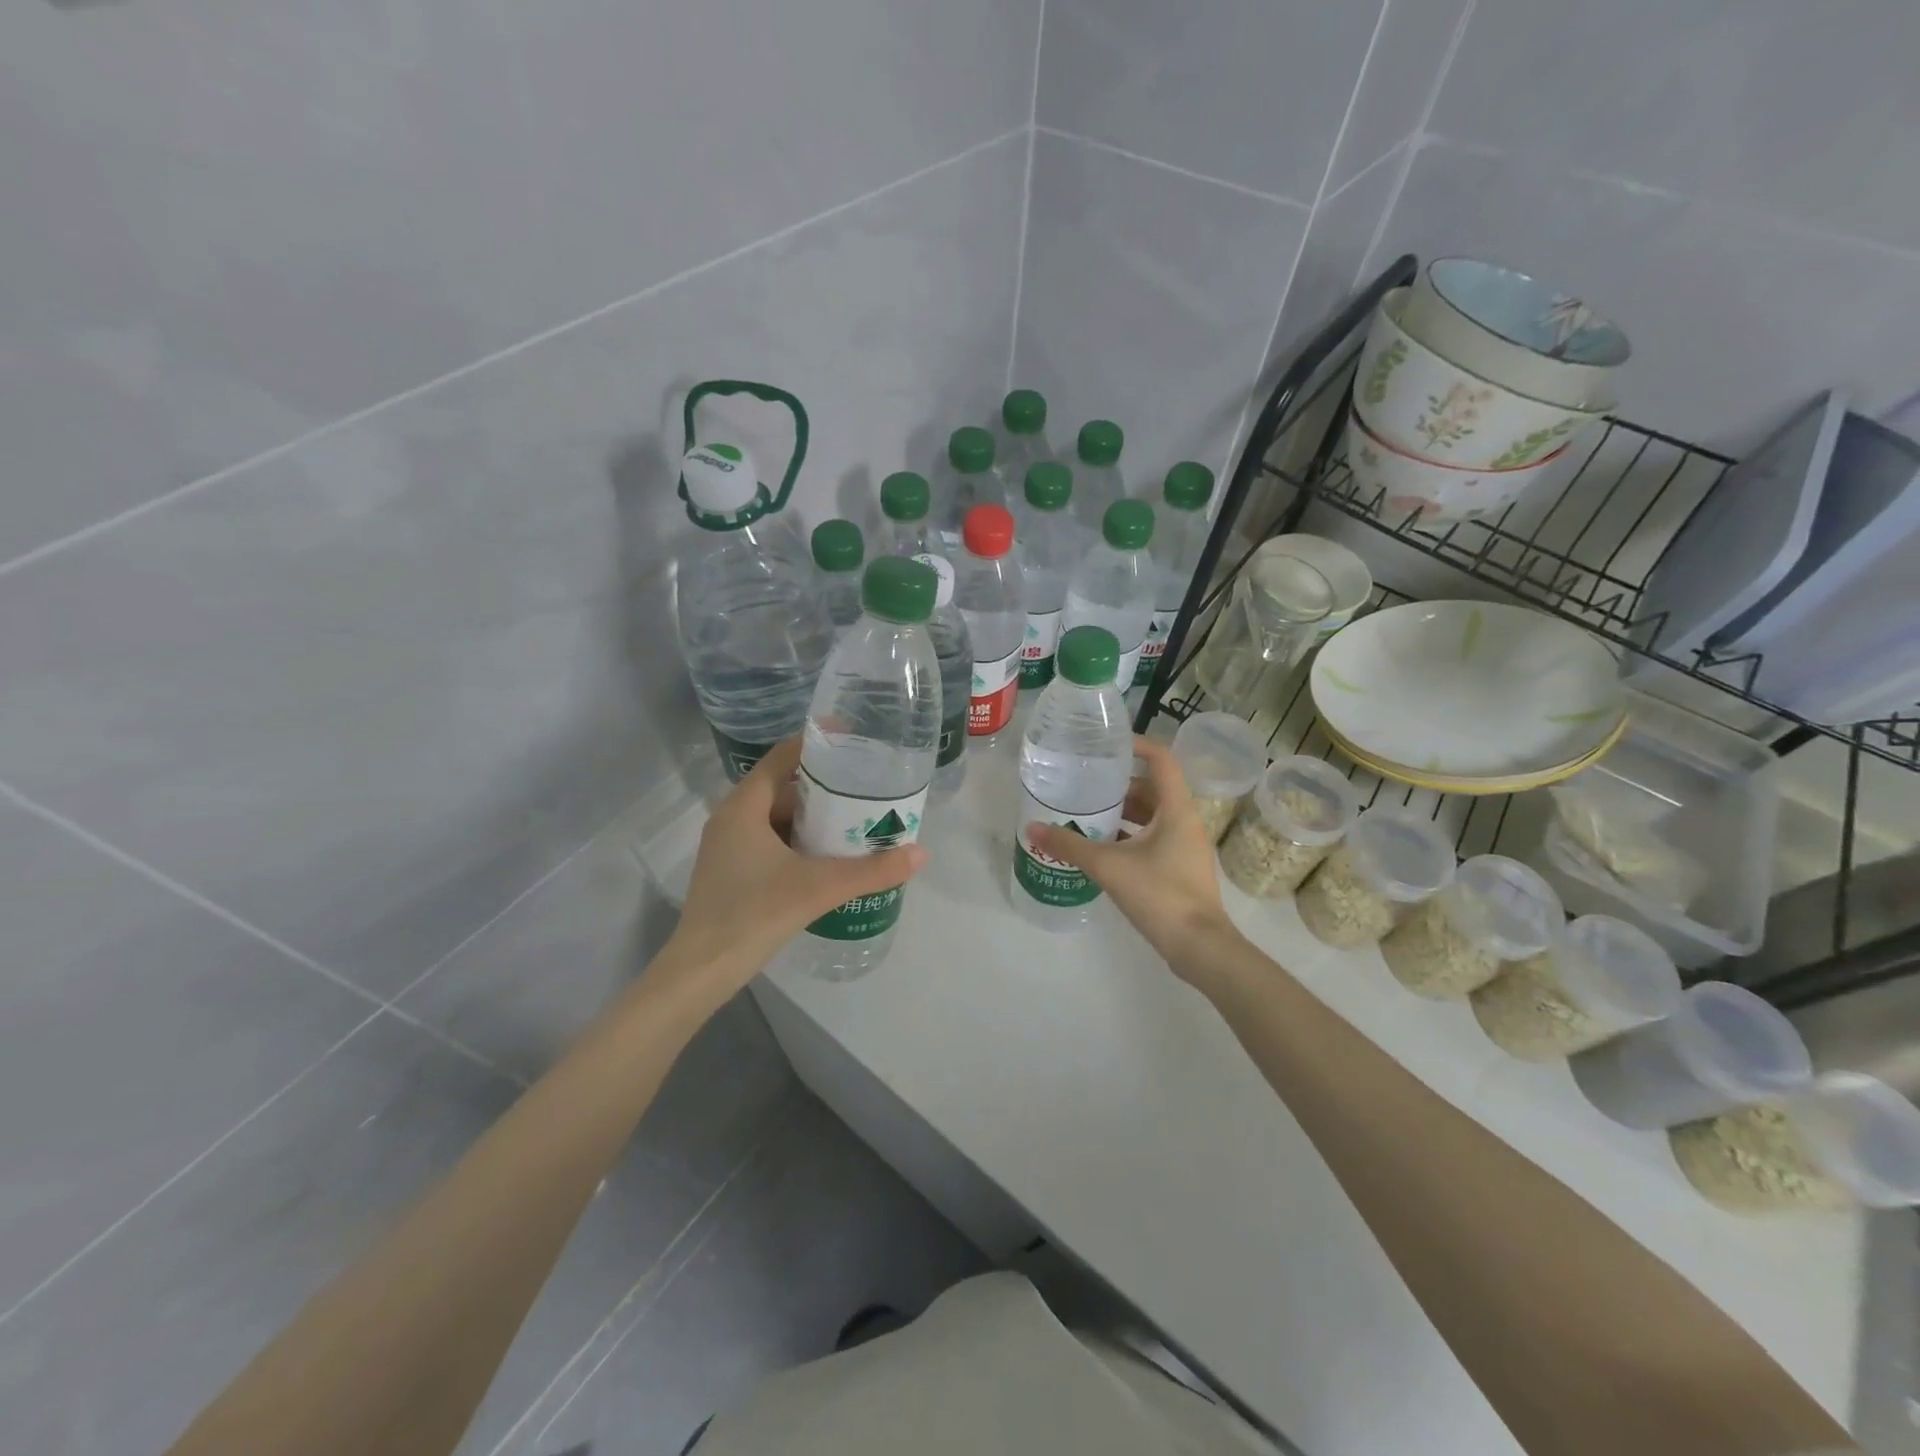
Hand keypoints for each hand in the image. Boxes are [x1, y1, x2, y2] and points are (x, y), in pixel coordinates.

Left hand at [668, 738, 928, 991]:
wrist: (701, 971)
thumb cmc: (754, 914)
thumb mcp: (819, 888)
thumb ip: (871, 870)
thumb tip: (920, 854)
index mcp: (745, 806)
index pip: (783, 757)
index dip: (817, 745)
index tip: (853, 741)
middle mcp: (732, 818)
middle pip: (784, 787)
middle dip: (825, 787)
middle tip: (865, 788)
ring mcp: (729, 847)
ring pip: (778, 817)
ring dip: (814, 817)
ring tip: (855, 820)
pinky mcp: (732, 871)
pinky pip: (771, 841)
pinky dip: (800, 841)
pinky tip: (828, 858)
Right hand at [1027, 735, 1235, 973]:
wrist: (1199, 947)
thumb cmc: (1160, 895)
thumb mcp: (1109, 866)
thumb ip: (1069, 846)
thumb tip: (1032, 828)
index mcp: (1176, 808)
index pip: (1161, 759)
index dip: (1136, 745)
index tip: (1105, 745)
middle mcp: (1185, 820)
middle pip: (1152, 788)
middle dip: (1119, 784)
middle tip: (1084, 782)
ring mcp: (1185, 845)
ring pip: (1151, 815)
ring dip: (1122, 812)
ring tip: (1086, 813)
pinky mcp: (1179, 867)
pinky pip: (1152, 838)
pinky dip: (1128, 835)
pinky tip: (1101, 847)